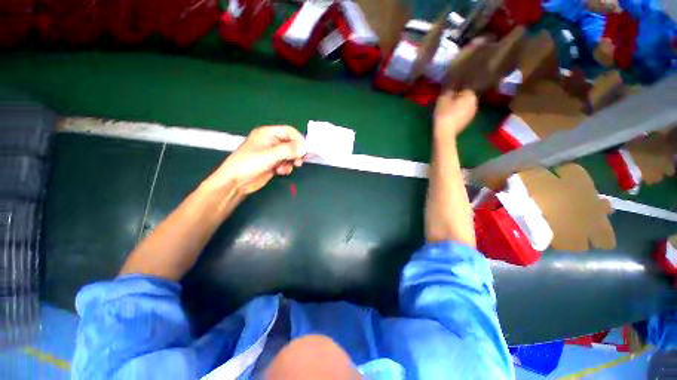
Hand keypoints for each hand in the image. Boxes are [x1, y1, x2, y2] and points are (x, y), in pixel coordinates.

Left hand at [210, 125, 305, 194]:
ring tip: (284, 168)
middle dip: (296, 153)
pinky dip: (286, 168)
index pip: (289, 131)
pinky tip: (279, 171)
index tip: (305, 150)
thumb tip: (305, 147)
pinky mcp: (273, 164)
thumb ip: (289, 150)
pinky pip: (286, 163)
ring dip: (291, 162)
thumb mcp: (270, 155)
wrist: (236, 182)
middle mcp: (271, 142)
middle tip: (299, 161)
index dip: (299, 140)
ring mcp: (272, 153)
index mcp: (268, 133)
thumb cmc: (249, 164)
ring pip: (290, 155)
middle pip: (291, 143)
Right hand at [434, 90, 477, 139]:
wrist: (445, 132)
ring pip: (464, 107)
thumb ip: (448, 92)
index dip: (454, 93)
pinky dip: (457, 115)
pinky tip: (449, 118)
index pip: (463, 89)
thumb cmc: (444, 114)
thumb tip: (450, 91)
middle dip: (457, 100)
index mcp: (471, 96)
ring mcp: (472, 114)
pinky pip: (462, 115)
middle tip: (446, 104)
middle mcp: (475, 104)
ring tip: (447, 112)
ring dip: (457, 108)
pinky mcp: (468, 122)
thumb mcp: (442, 99)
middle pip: (465, 98)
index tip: (446, 98)